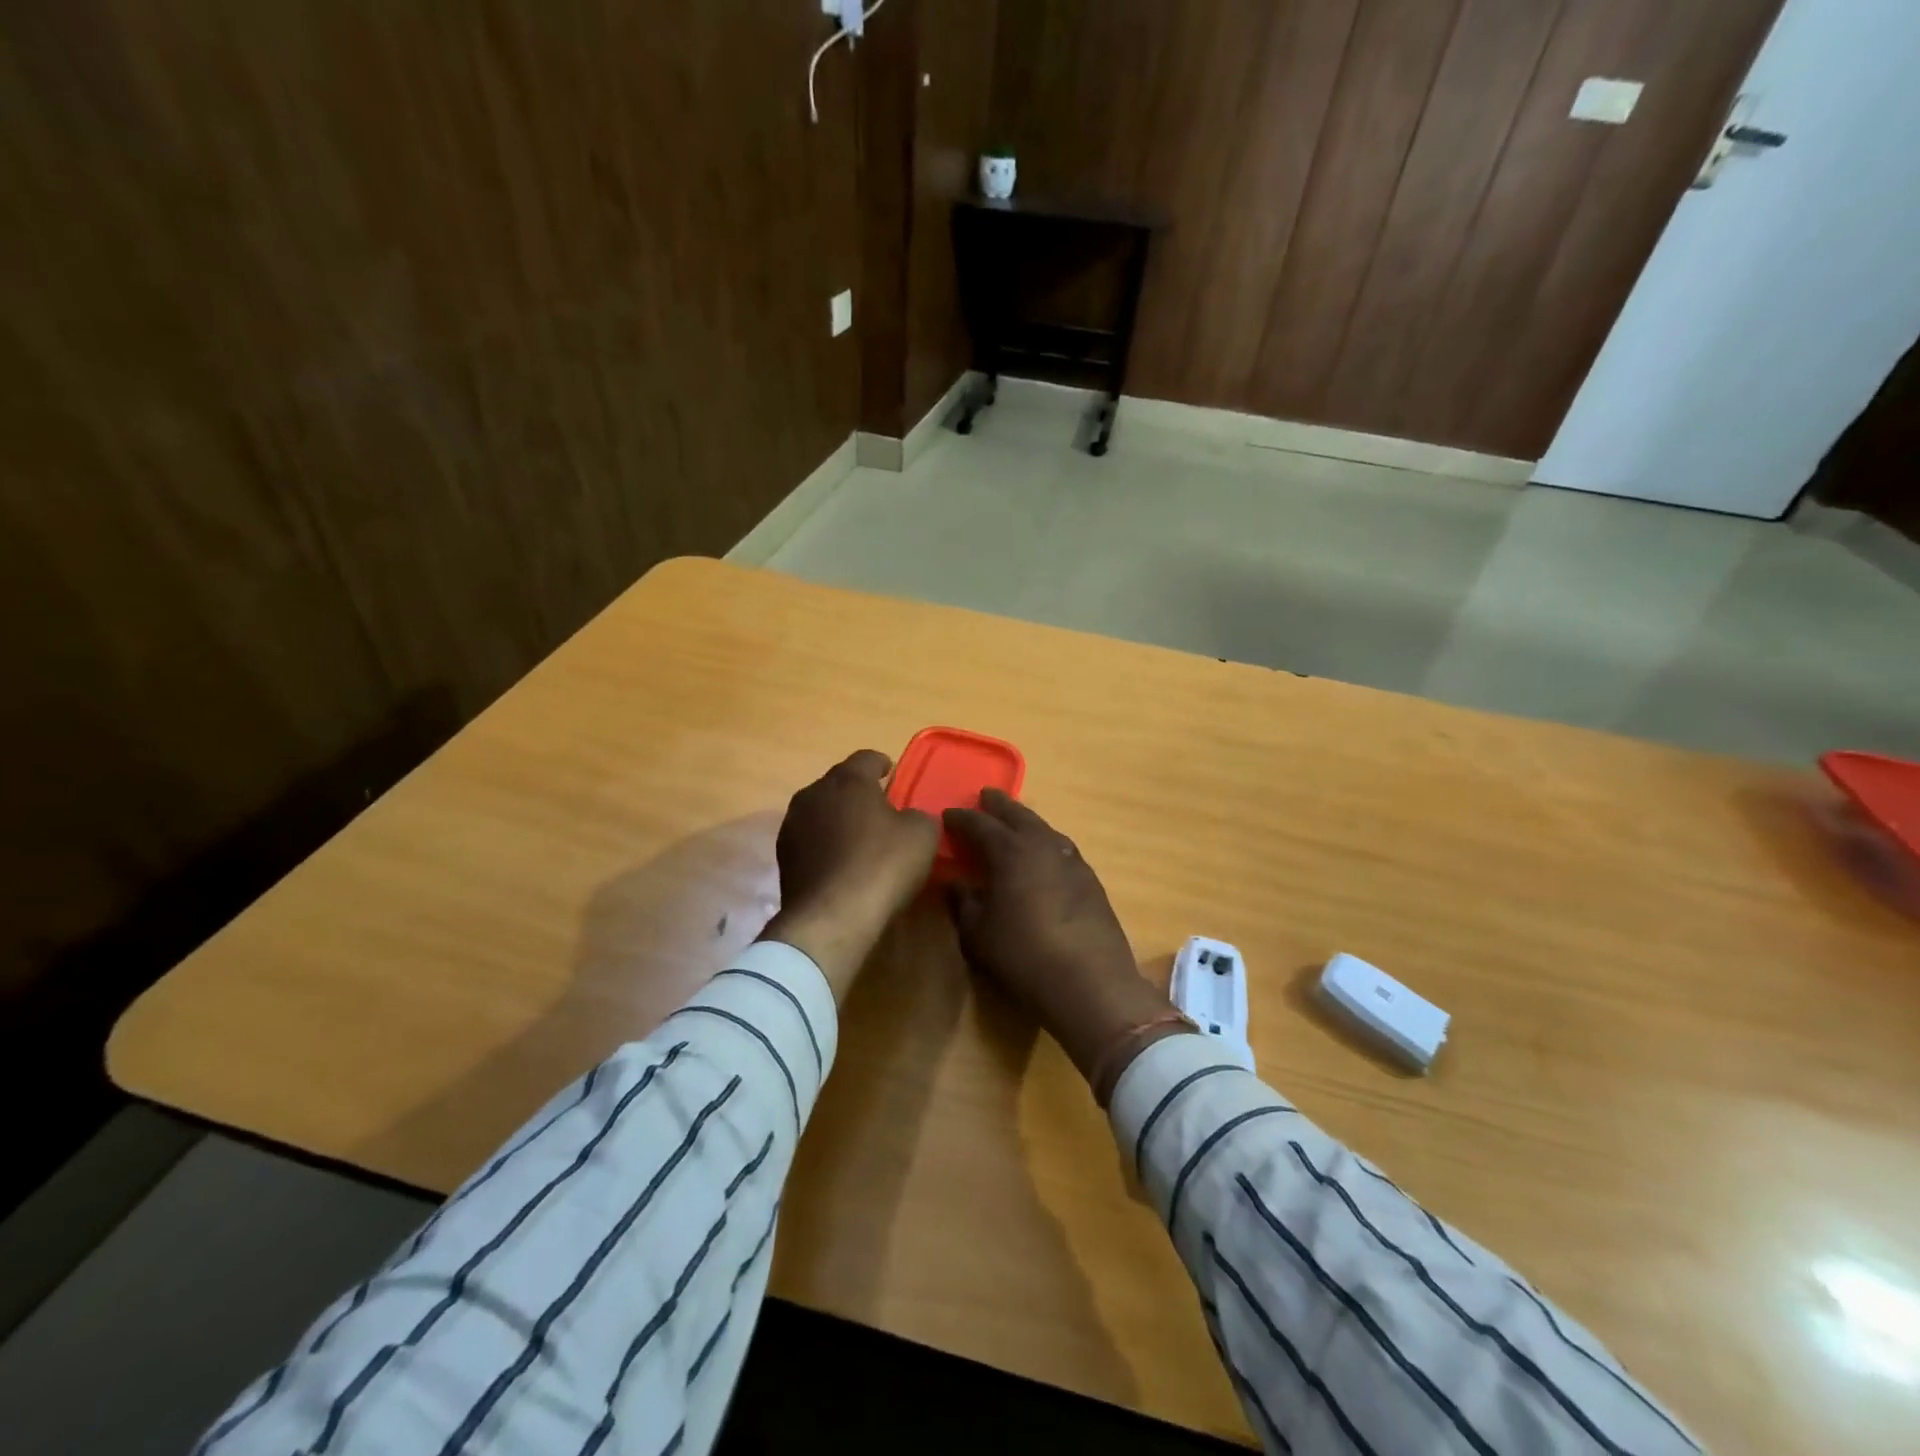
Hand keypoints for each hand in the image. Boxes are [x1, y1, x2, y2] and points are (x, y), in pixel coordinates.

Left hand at [760, 750, 938, 998]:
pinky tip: (841, 864)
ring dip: (838, 819)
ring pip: (821, 812)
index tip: (891, 772)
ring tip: (858, 838)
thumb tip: (908, 817)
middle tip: (879, 809)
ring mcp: (792, 826)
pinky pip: (810, 841)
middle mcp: (813, 793)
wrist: (831, 917)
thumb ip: (918, 815)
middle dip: (858, 793)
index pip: (866, 758)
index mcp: (847, 779)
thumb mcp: (921, 835)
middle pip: (839, 784)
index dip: (881, 764)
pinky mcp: (783, 858)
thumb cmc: (882, 865)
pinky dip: (825, 845)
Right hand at [943, 791, 1174, 1080]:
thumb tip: (955, 883)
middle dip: (998, 805)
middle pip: (1017, 814)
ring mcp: (1071, 860)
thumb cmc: (1024, 956)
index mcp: (1010, 851)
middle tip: (985, 796)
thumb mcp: (978, 934)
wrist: (1091, 983)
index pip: (979, 824)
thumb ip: (964, 903)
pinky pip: (1061, 847)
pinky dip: (1046, 842)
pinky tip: (1044, 854)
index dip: (960, 818)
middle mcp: (1042, 845)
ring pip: (1043, 828)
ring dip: (1025, 820)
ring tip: (1014, 821)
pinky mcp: (1090, 879)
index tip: (946, 815)